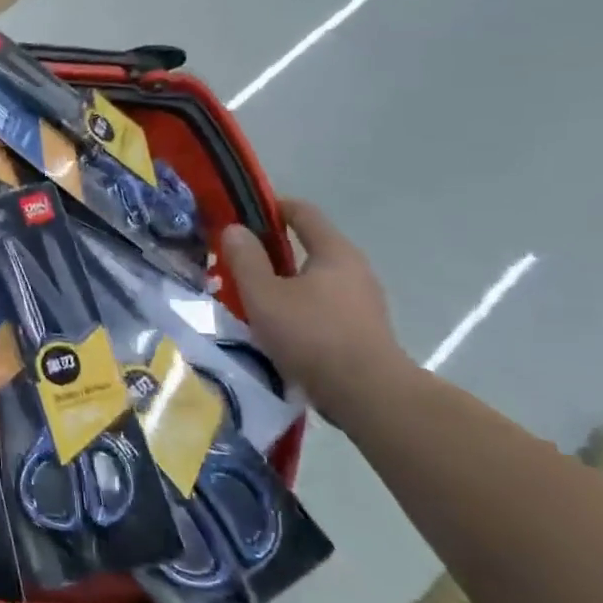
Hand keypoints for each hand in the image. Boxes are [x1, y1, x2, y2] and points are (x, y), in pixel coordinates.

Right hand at [217, 198, 413, 418]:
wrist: (367, 395)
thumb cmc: (312, 335)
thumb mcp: (264, 295)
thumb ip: (245, 259)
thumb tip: (235, 228)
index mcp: (334, 252)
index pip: (303, 212)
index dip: (271, 207)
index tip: (240, 214)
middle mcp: (355, 269)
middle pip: (309, 246)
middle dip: (272, 250)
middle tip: (237, 262)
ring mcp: (363, 301)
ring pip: (315, 279)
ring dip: (284, 282)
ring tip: (252, 297)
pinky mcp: (362, 330)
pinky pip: (323, 305)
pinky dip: (298, 306)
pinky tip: (277, 326)